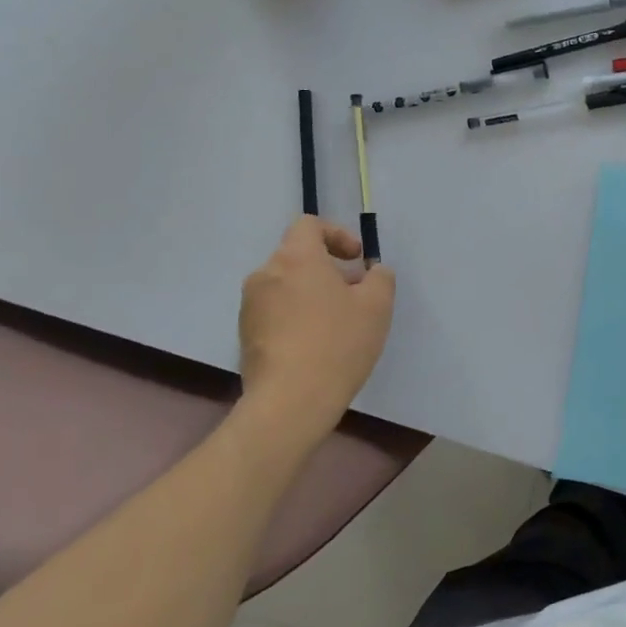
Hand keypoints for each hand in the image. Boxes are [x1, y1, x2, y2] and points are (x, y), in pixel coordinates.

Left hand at [238, 217, 395, 423]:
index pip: (309, 225)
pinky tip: (316, 345)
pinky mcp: (245, 336)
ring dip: (310, 294)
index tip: (356, 260)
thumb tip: (373, 272)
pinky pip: (274, 312)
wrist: (290, 401)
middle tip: (354, 294)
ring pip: (285, 285)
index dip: (336, 234)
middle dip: (327, 269)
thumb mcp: (377, 306)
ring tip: (336, 323)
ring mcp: (250, 306)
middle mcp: (266, 274)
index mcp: (296, 258)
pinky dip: (295, 316)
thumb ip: (380, 278)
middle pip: (297, 256)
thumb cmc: (338, 343)